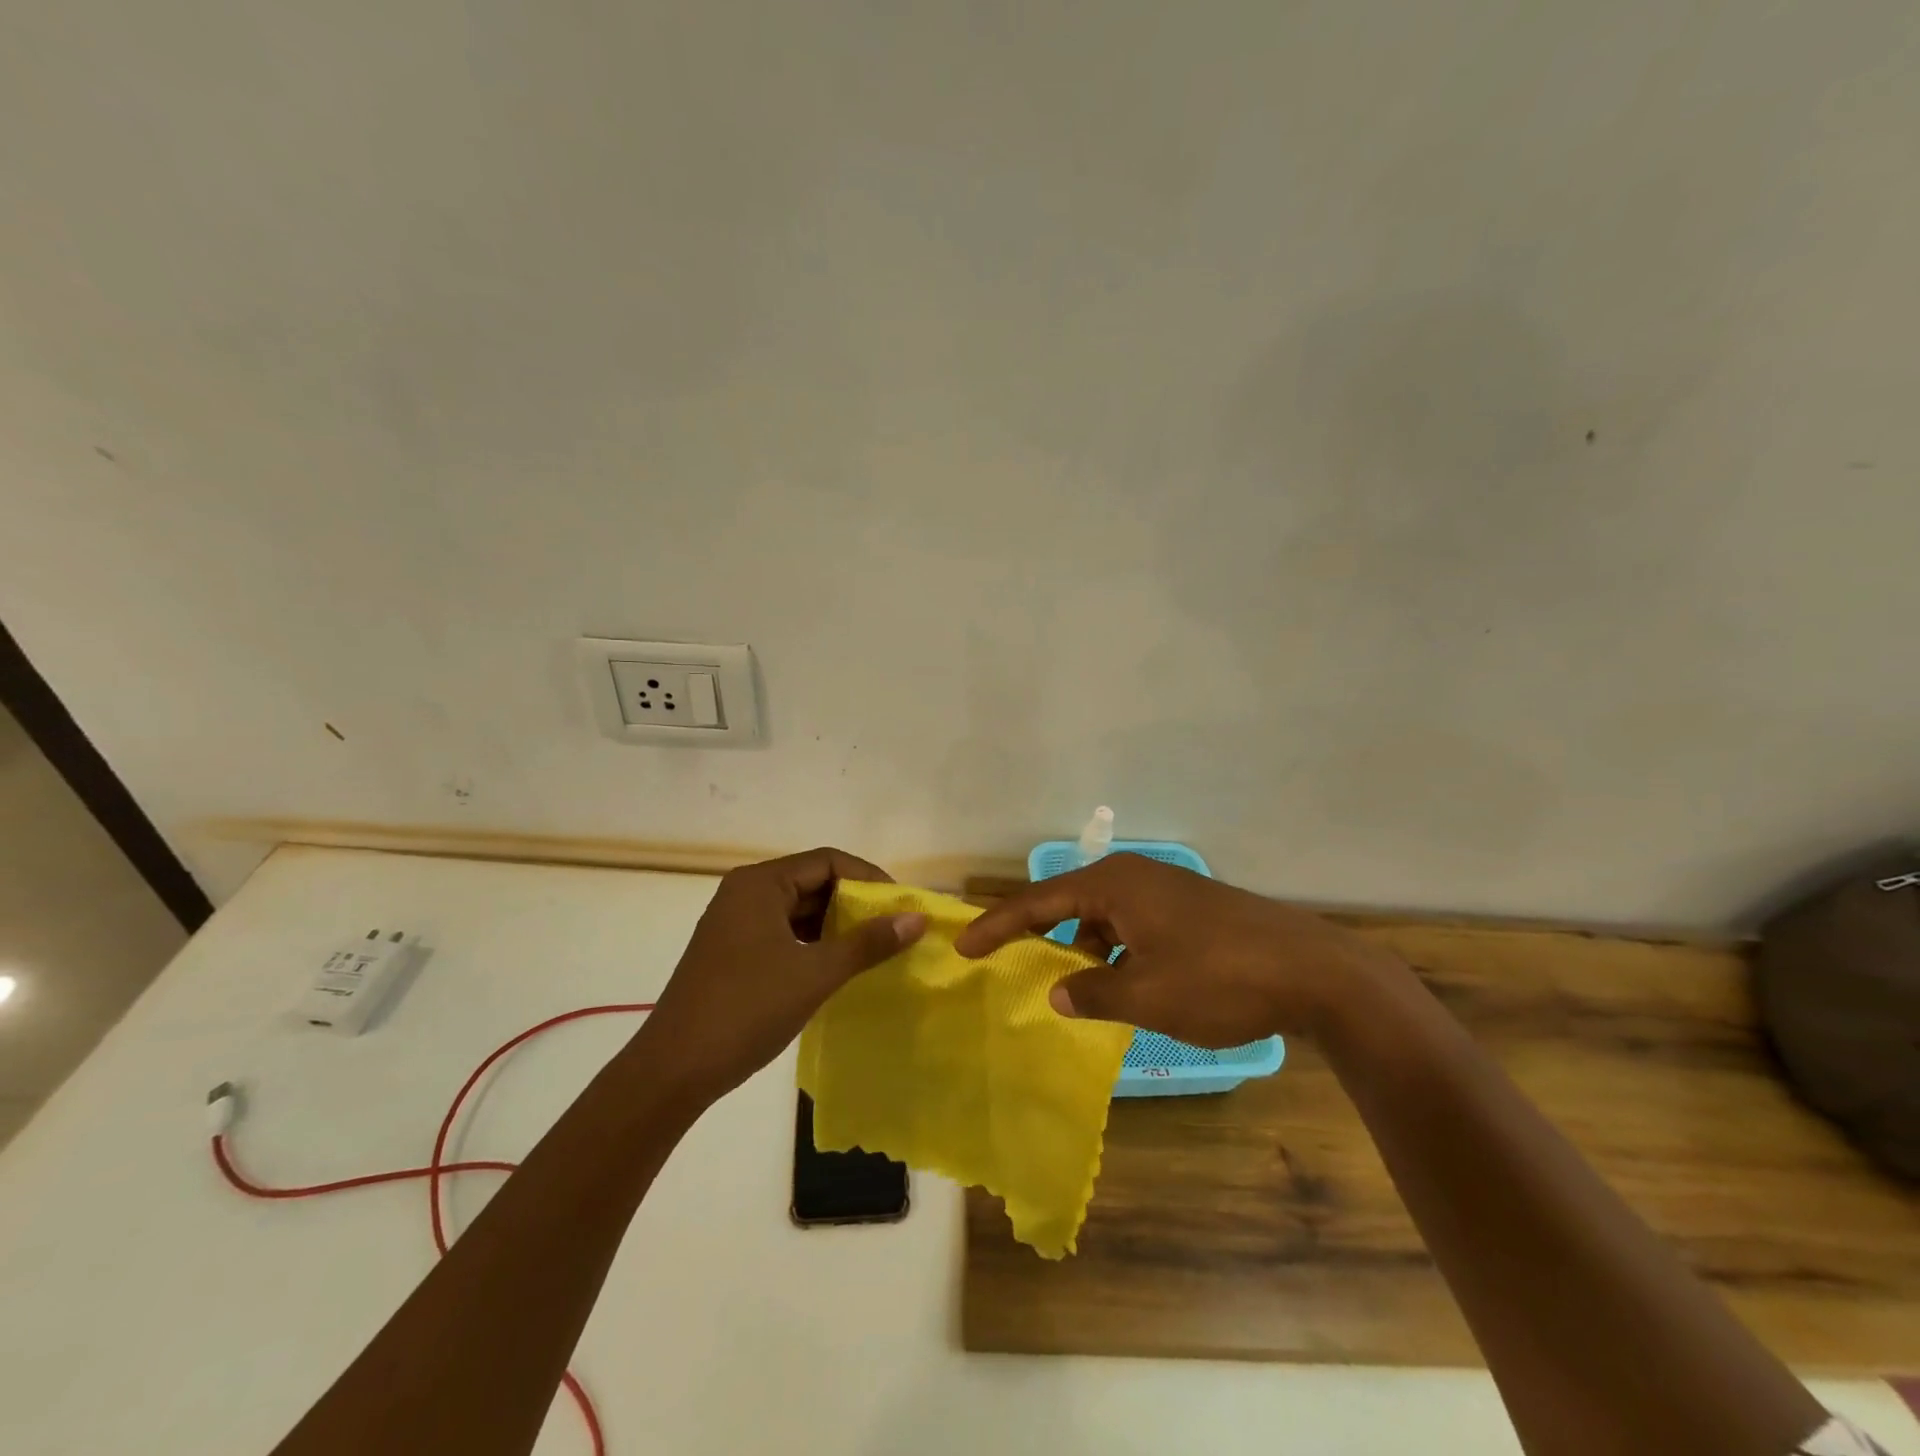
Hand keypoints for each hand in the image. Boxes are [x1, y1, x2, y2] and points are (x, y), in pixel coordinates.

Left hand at [636, 848, 926, 1101]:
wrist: (672, 1071)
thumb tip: (918, 918)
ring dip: (834, 925)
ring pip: (798, 910)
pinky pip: (782, 932)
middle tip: (893, 929)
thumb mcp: (815, 973)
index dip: (869, 879)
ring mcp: (734, 923)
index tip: (901, 906)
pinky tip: (835, 967)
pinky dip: (812, 943)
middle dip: (854, 902)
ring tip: (872, 949)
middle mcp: (745, 893)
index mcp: (760, 883)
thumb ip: (868, 943)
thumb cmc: (746, 1010)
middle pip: (812, 881)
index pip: (828, 861)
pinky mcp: (731, 952)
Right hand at [954, 853, 1403, 1044]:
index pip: (1038, 902)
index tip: (963, 946)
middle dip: (1038, 933)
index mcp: (1114, 884)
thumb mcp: (1147, 996)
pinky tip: (1123, 982)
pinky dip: (1115, 949)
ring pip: (1103, 915)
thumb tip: (1057, 991)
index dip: (997, 926)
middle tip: (1007, 960)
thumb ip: (1093, 993)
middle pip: (1068, 901)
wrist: (1315, 972)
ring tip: (1073, 985)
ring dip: (1082, 946)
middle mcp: (1135, 875)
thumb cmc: (1219, 979)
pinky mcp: (1190, 908)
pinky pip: (1132, 923)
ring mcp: (1166, 889)